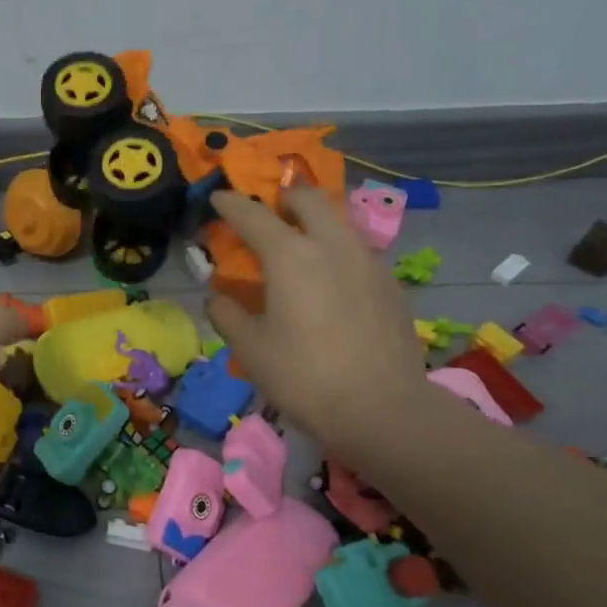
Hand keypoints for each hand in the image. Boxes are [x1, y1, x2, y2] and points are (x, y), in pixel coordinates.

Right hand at [204, 189, 429, 453]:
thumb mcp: (250, 348)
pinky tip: (329, 282)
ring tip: (299, 247)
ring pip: (338, 221)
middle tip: (267, 214)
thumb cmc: (303, 376)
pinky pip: (357, 250)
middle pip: (308, 199)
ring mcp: (368, 261)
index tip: (217, 198)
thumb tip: (217, 298)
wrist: (382, 408)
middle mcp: (332, 245)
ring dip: (314, 222)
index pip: (252, 215)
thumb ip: (226, 314)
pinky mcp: (390, 283)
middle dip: (283, 199)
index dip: (230, 203)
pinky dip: (335, 250)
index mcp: (290, 255)